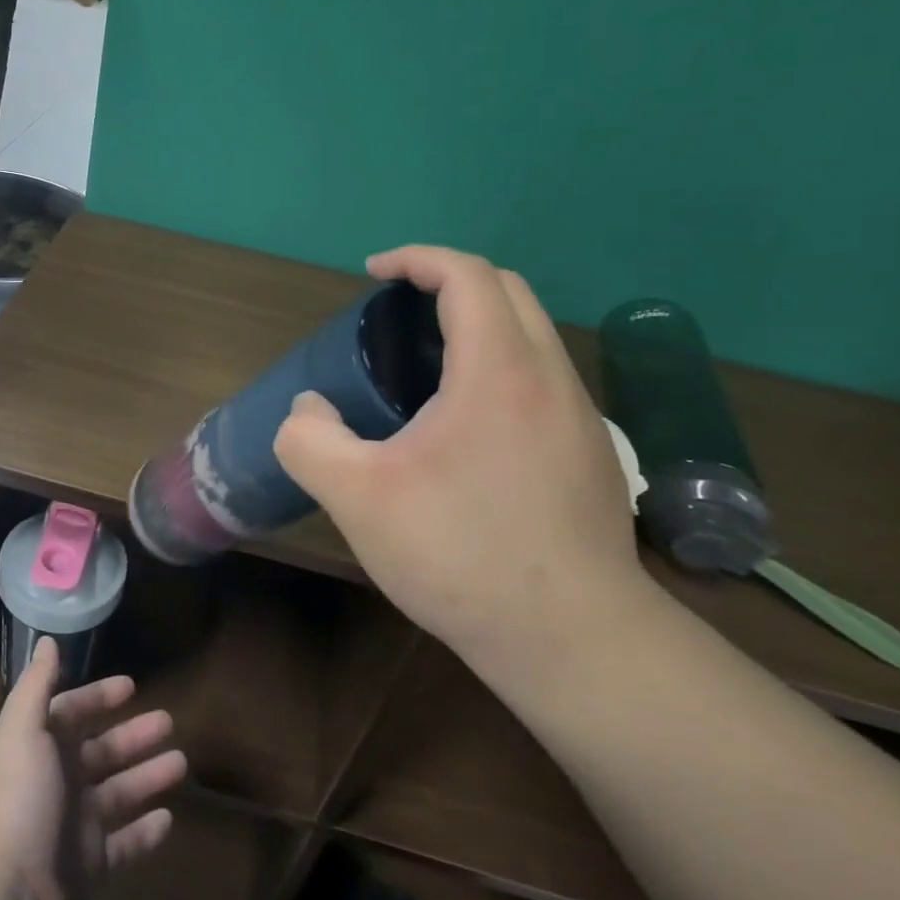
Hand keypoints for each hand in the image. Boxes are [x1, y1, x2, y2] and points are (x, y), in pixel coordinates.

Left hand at [0, 638, 186, 899]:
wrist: (4, 897)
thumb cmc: (17, 800)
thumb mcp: (23, 730)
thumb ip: (37, 684)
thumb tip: (47, 640)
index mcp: (38, 748)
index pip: (72, 712)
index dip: (99, 697)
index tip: (132, 686)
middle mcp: (55, 782)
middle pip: (101, 751)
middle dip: (133, 735)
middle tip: (170, 722)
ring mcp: (73, 826)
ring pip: (118, 793)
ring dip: (146, 777)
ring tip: (182, 763)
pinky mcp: (89, 867)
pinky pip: (124, 844)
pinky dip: (145, 832)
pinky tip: (169, 818)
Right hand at [273, 246, 650, 684]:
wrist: (573, 640)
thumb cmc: (462, 555)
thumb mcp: (357, 499)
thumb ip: (310, 442)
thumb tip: (309, 412)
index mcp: (499, 371)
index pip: (467, 275)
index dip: (416, 259)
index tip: (374, 274)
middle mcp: (551, 378)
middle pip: (508, 290)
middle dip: (449, 282)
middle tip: (397, 313)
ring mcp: (581, 417)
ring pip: (532, 335)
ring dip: (479, 325)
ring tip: (424, 368)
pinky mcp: (591, 454)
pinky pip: (542, 379)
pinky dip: (500, 367)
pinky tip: (466, 429)